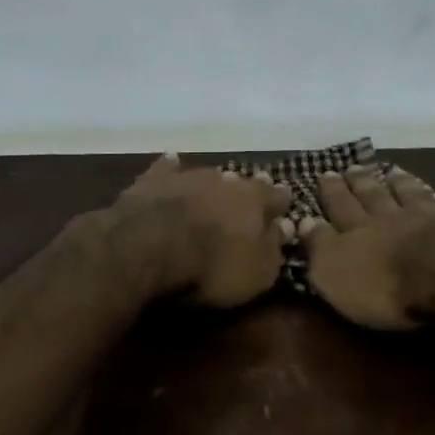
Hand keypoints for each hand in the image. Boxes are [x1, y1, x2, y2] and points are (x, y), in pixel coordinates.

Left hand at [104, 154, 291, 307]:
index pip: (277, 196)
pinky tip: (171, 162)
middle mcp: (224, 180)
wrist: (148, 247)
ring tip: (216, 186)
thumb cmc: (211, 266)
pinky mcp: (152, 181)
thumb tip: (286, 227)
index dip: (281, 202)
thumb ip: (274, 248)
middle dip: (247, 189)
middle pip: (241, 182)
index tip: (284, 205)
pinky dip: (170, 169)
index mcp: (255, 200)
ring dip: (213, 183)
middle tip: (250, 194)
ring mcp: (187, 177)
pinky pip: (166, 170)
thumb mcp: (256, 272)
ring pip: (208, 175)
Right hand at [301, 165, 434, 329]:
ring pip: (411, 195)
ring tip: (394, 171)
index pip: (340, 205)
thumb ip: (319, 245)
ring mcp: (426, 220)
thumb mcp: (333, 272)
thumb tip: (303, 220)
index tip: (325, 172)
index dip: (332, 190)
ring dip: (401, 183)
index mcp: (357, 228)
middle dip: (360, 181)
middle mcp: (389, 217)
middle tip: (353, 166)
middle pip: (373, 195)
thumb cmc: (382, 285)